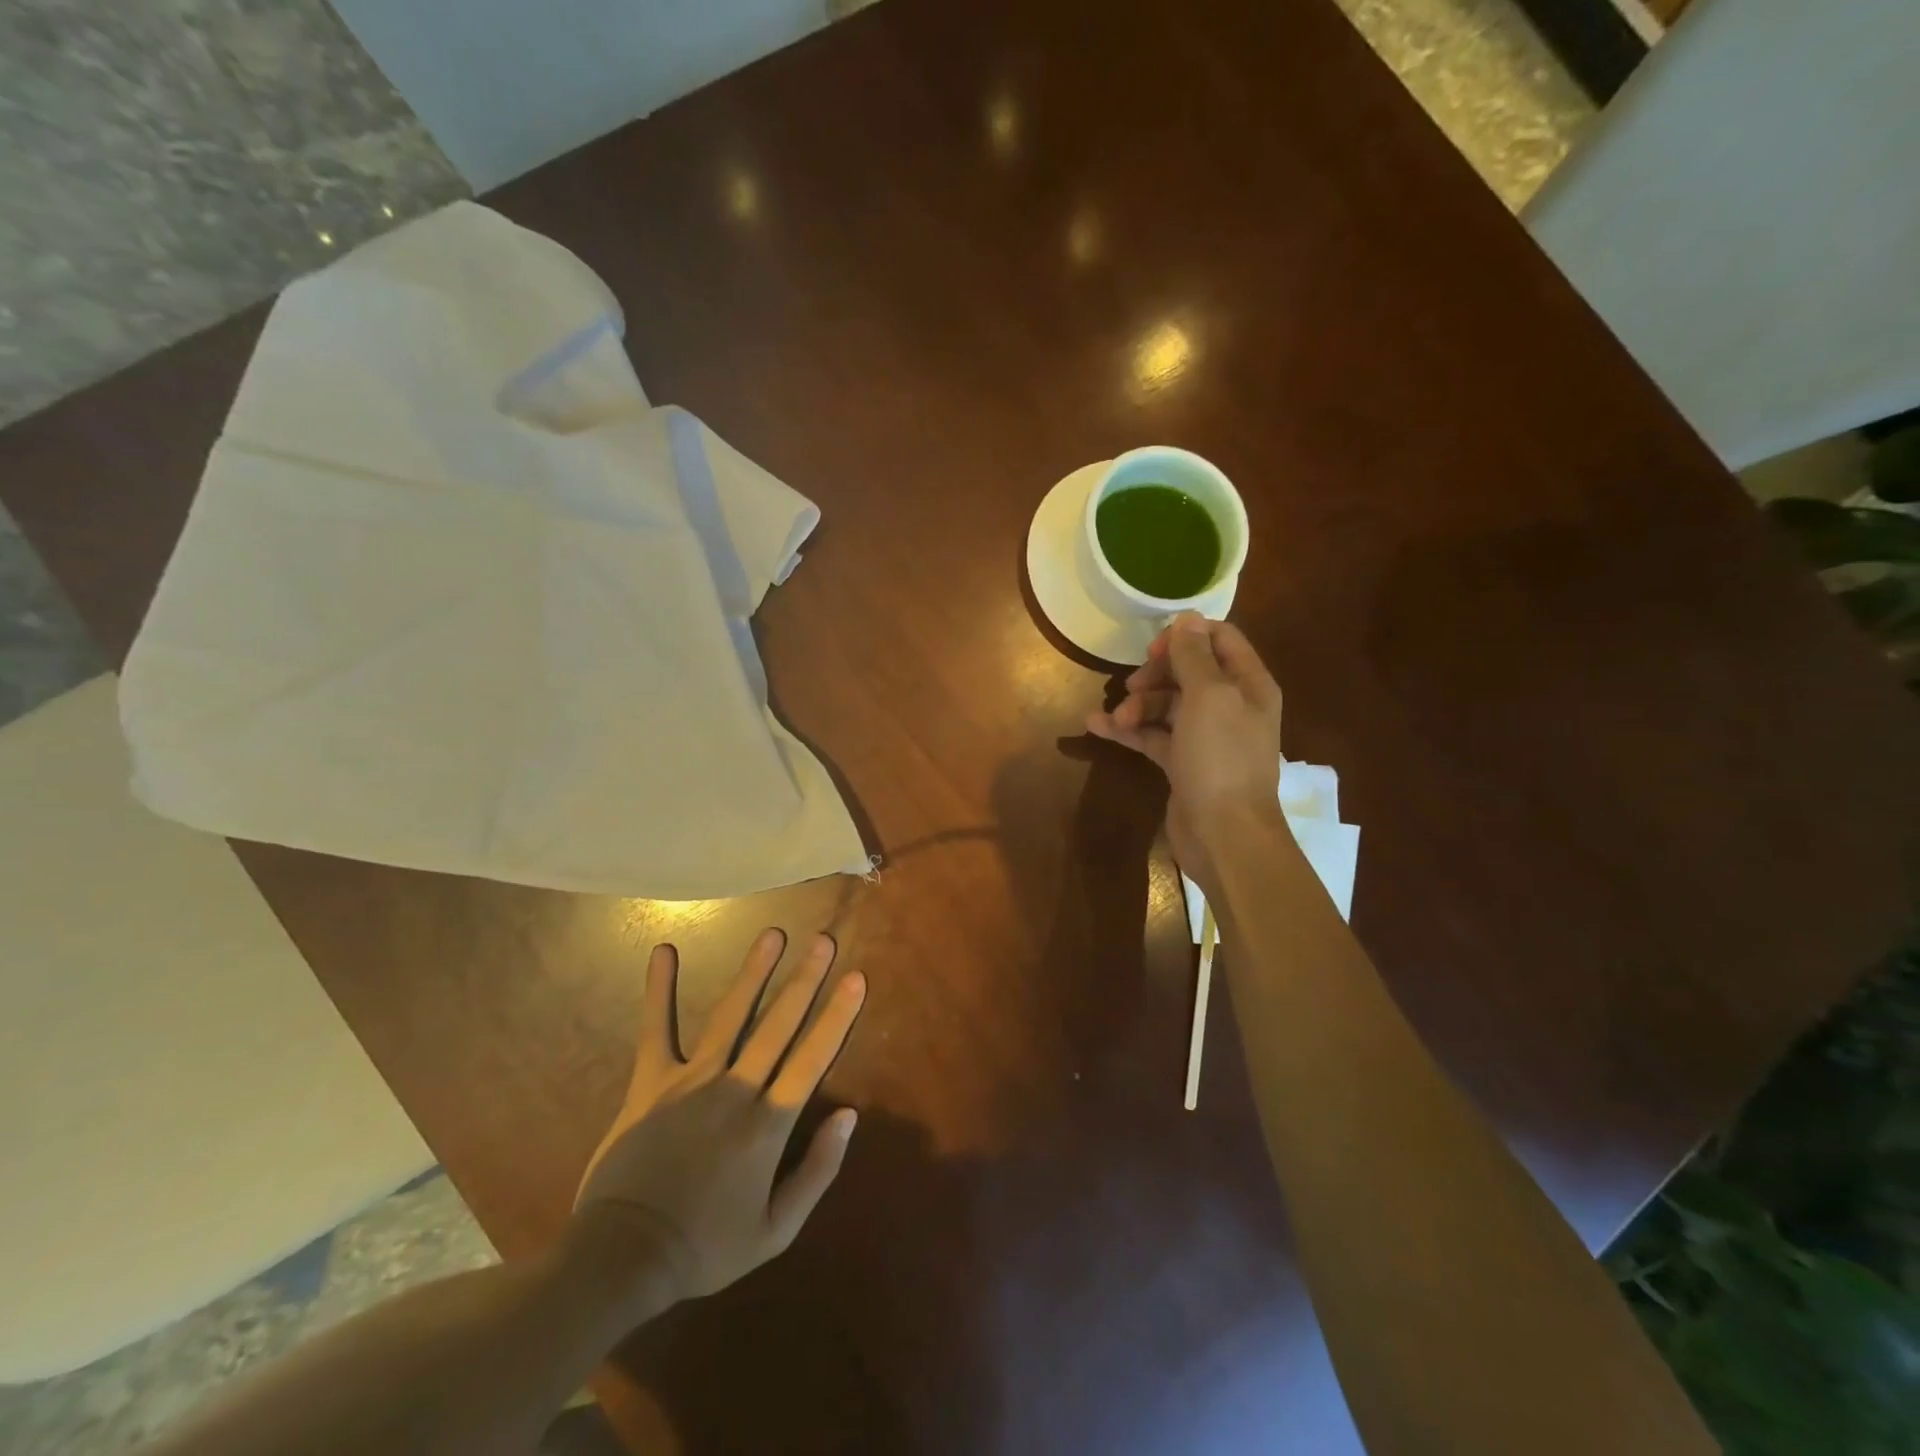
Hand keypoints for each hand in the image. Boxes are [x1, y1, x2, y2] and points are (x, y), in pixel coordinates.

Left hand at [574, 929, 865, 1305]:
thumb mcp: (776, 1231)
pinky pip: (656, 1029)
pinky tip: (664, 950)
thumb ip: (817, 1171)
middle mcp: (735, 1090)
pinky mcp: (651, 1082)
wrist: (623, 1258)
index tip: (856, 978)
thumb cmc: (705, 1247)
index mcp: (768, 1125)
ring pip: (730, 1016)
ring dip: (753, 973)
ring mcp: (691, 1080)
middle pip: (778, 1025)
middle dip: (805, 980)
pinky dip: (659, 990)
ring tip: (773, 934)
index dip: (837, 1016)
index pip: (812, 1059)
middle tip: (824, 940)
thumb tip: (849, 1116)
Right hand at [1086, 612, 1283, 888]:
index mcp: (1248, 684)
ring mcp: (1205, 736)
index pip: (1220, 640)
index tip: (1153, 649)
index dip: (1185, 637)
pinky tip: (1096, 727)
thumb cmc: (1221, 758)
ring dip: (1137, 705)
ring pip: (1166, 705)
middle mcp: (1230, 705)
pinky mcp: (1182, 762)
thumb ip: (1194, 655)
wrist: (1224, 834)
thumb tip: (1187, 618)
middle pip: (1188, 672)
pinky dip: (1128, 730)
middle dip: (1155, 675)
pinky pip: (1152, 735)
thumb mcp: (1209, 697)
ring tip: (1117, 720)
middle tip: (1132, 686)